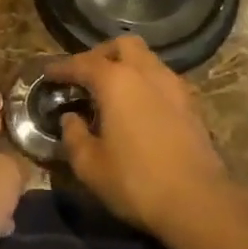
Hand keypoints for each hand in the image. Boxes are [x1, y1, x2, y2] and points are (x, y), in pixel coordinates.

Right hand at [48, 37, 235, 237]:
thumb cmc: (136, 181)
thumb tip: (70, 119)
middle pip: (122, 45)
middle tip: (85, 76)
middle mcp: (147, 73)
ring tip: (112, 92)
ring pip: (147, 60)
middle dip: (101, 55)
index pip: (83, 63)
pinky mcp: (192, 105)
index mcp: (116, 81)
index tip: (48, 73)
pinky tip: (138, 109)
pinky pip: (162, 80)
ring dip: (127, 67)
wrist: (199, 202)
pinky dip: (145, 84)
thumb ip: (73, 136)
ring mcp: (174, 86)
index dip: (62, 67)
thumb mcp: (90, 165)